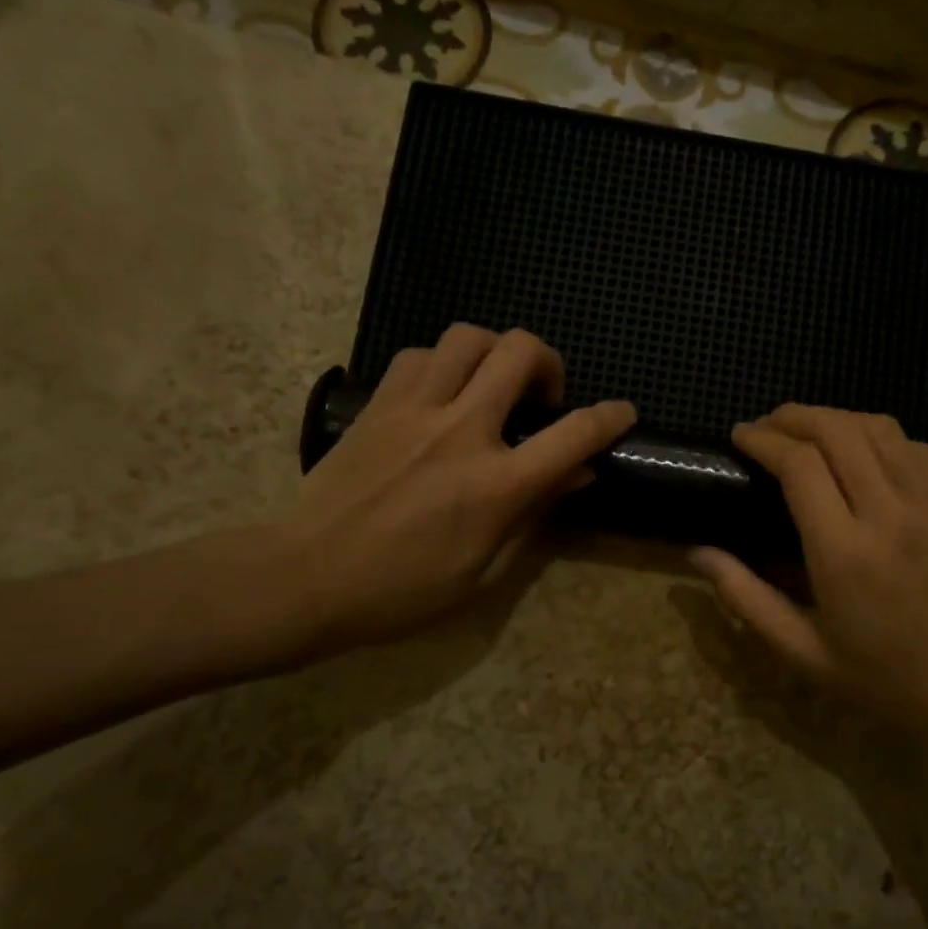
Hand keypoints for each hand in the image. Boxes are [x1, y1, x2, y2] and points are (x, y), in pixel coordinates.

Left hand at [275, 325, 634, 655]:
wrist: (304, 578)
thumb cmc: (401, 591)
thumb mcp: (483, 572)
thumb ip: (534, 516)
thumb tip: (576, 476)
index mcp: (496, 484)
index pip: (574, 434)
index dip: (610, 417)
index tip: (622, 412)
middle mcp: (462, 430)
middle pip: (521, 352)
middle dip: (549, 363)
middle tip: (542, 398)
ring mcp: (415, 409)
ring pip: (469, 337)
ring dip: (496, 352)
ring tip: (493, 385)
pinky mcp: (378, 403)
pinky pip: (420, 354)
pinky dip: (445, 363)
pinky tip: (444, 392)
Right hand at [689, 406, 927, 764]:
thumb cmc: (883, 678)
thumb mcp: (801, 651)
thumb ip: (745, 597)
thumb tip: (697, 552)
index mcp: (844, 553)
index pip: (799, 465)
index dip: (763, 440)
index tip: (740, 436)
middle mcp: (891, 515)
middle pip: (837, 430)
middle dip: (794, 416)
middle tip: (768, 426)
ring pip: (879, 428)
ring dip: (836, 419)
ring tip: (810, 431)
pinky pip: (916, 447)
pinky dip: (880, 437)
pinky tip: (864, 454)